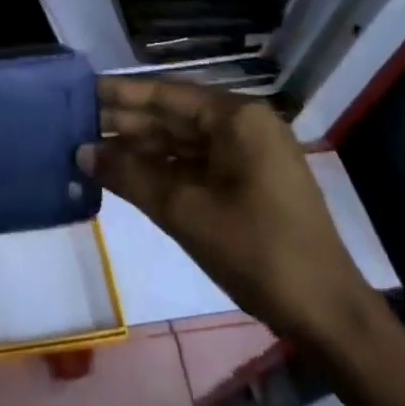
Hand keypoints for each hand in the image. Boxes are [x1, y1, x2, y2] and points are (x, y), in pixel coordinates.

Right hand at [80, 77, 377, 348]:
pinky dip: (163, 169)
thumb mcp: (184, 211)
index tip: (83, 90)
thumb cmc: (256, 250)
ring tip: (92, 148)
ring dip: (141, 147)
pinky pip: (197, 164)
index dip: (122, 94)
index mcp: (237, 118)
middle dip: (127, 122)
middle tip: (77, 122)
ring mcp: (250, 156)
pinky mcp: (250, 183)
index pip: (167, 94)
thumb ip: (130, 176)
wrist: (327, 315)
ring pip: (183, 141)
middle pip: (175, 116)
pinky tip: (128, 174)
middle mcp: (245, 127)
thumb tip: (81, 152)